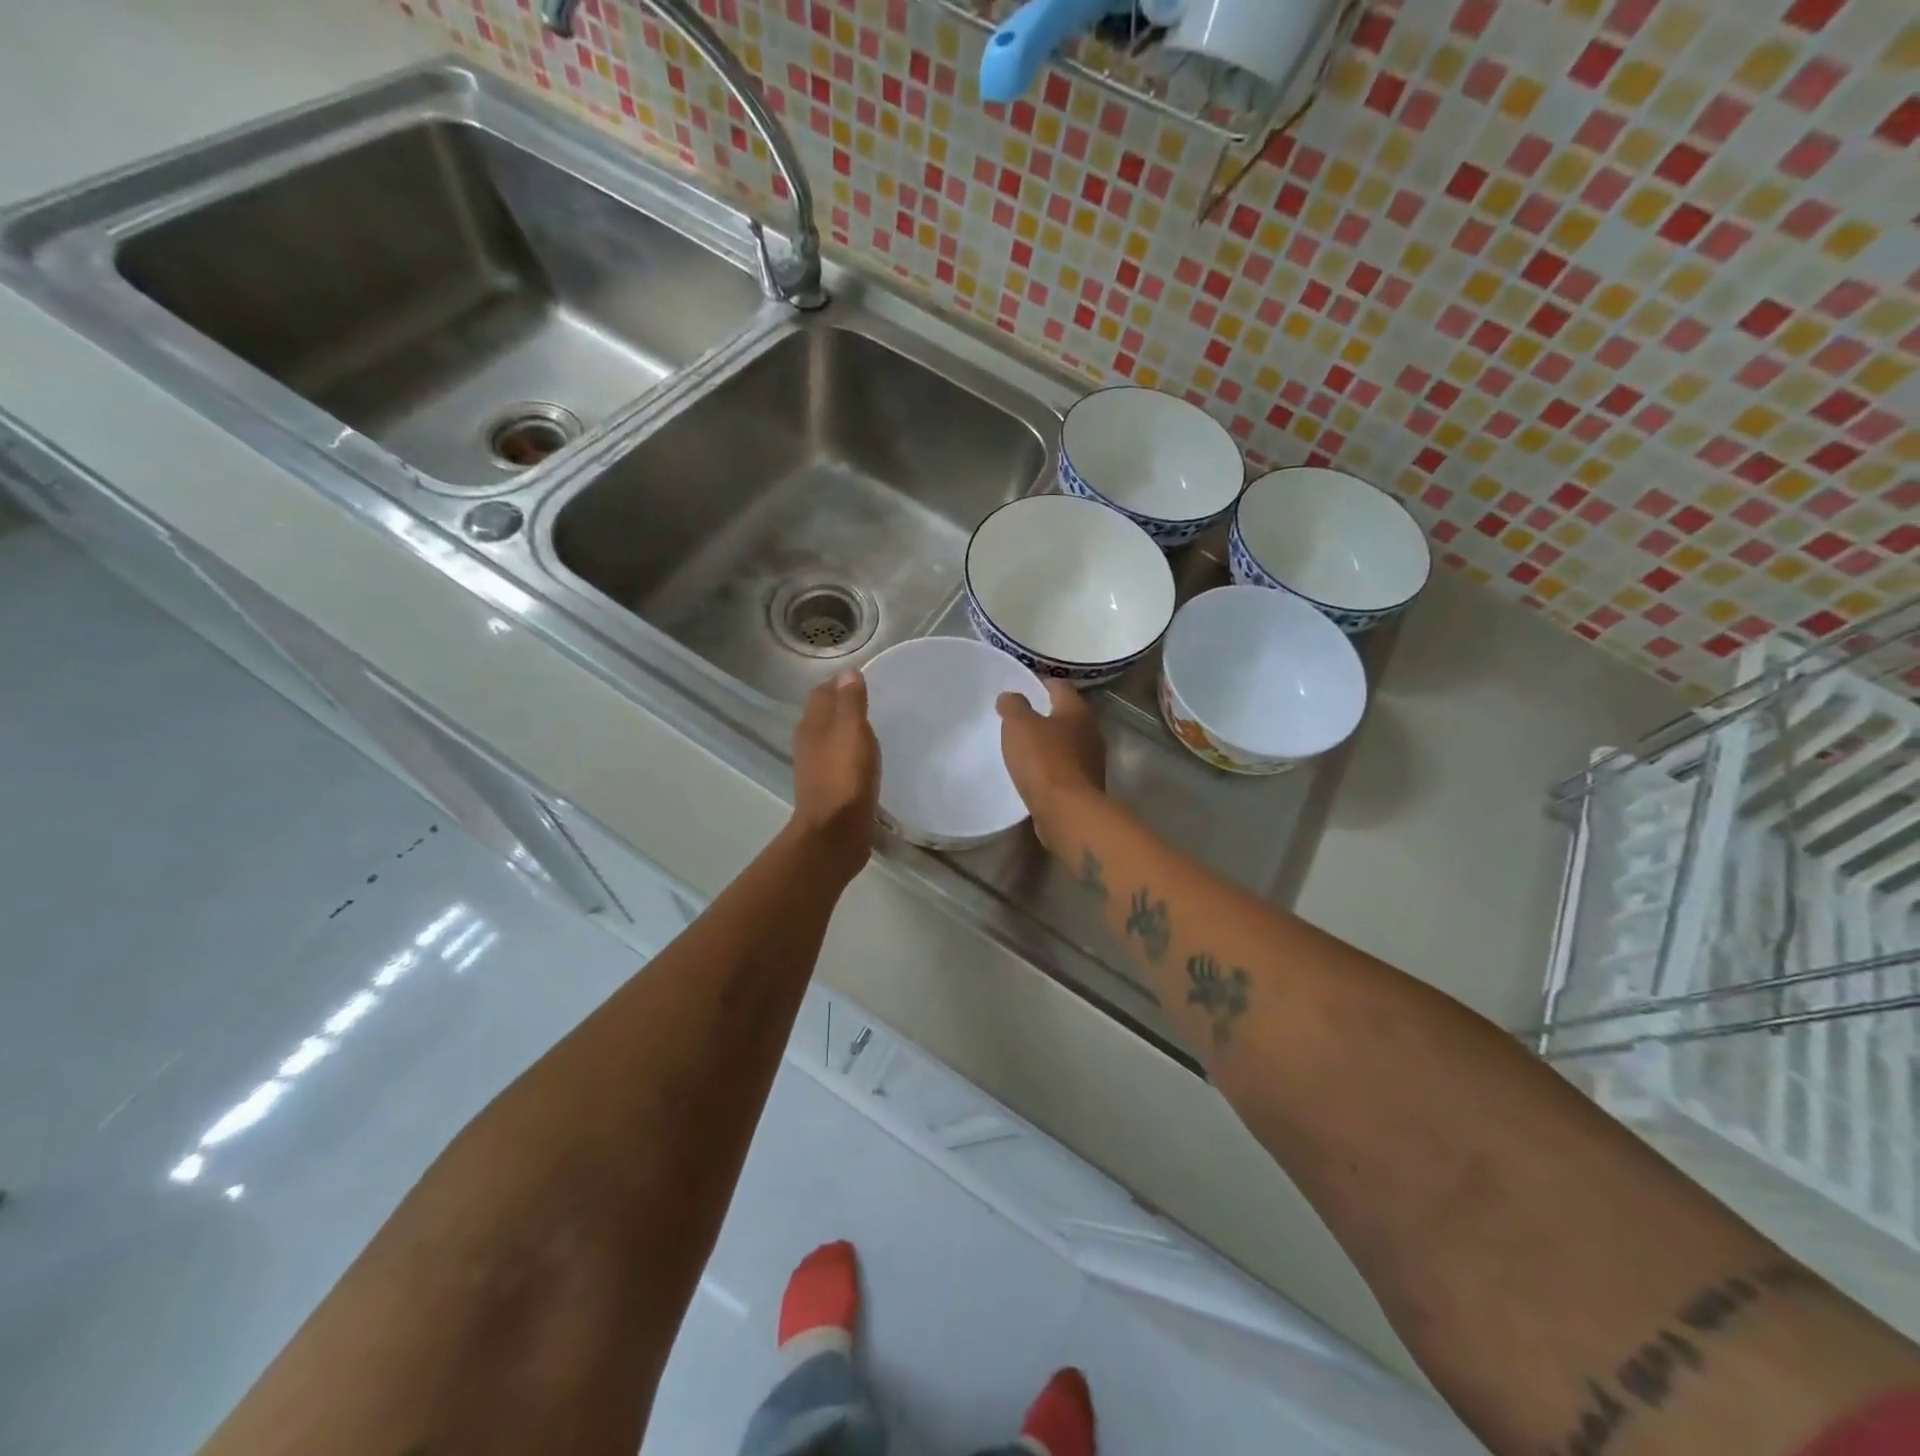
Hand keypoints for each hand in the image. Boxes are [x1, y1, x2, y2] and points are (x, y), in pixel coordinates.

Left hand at [789, 669, 880, 878]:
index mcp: (812, 725)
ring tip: (875, 729)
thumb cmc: (844, 777)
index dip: (841, 683)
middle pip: (825, 715)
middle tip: (876, 702)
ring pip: (832, 739)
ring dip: (848, 732)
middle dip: (845, 705)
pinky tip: (869, 761)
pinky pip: (840, 762)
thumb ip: (850, 702)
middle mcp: (809, 744)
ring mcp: (817, 768)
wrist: (834, 834)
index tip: (867, 679)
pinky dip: (852, 755)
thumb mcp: (852, 731)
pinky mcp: (829, 790)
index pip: (823, 692)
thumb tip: (847, 672)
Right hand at [996, 680, 1106, 850]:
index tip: (1020, 687)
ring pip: (1068, 742)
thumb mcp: (1019, 725)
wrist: (1068, 812)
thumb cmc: (1044, 760)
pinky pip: (1066, 768)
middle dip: (1045, 714)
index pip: (1059, 685)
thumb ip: (1013, 706)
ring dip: (1049, 742)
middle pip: (1066, 715)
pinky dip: (1052, 766)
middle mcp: (1092, 731)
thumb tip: (1010, 696)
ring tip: (1024, 747)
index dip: (1039, 683)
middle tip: (1019, 718)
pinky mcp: (1087, 785)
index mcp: (1078, 710)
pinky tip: (1035, 773)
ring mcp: (1092, 760)